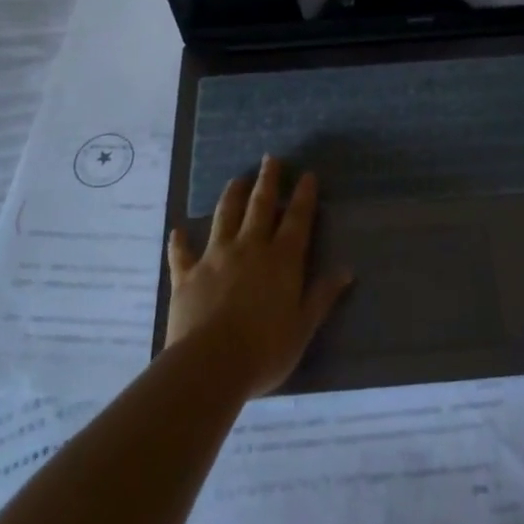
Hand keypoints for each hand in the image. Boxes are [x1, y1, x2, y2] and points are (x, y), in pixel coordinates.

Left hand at [165, 157, 352, 397]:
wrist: (209, 365)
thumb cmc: (265, 349)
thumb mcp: (303, 327)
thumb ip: (322, 296)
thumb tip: (346, 270)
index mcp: (282, 260)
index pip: (297, 220)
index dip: (303, 196)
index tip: (307, 175)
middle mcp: (249, 249)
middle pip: (259, 206)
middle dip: (267, 181)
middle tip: (270, 159)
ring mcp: (215, 258)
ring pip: (224, 217)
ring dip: (231, 196)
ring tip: (236, 180)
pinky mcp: (187, 275)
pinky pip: (182, 253)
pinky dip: (180, 241)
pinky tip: (177, 230)